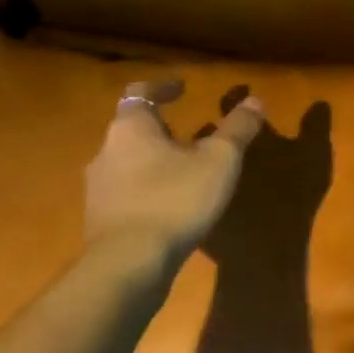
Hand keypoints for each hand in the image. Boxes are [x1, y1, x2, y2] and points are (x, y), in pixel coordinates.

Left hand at [84, 80, 266, 259]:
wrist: (129, 265)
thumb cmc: (176, 199)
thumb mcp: (220, 160)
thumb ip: (237, 129)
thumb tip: (254, 101)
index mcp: (131, 129)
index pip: (139, 93)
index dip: (162, 87)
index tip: (183, 89)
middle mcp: (106, 152)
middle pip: (134, 129)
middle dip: (164, 128)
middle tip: (196, 134)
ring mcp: (99, 189)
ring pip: (130, 162)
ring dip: (158, 160)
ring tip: (190, 170)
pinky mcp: (101, 220)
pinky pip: (128, 192)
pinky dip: (151, 188)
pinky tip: (174, 204)